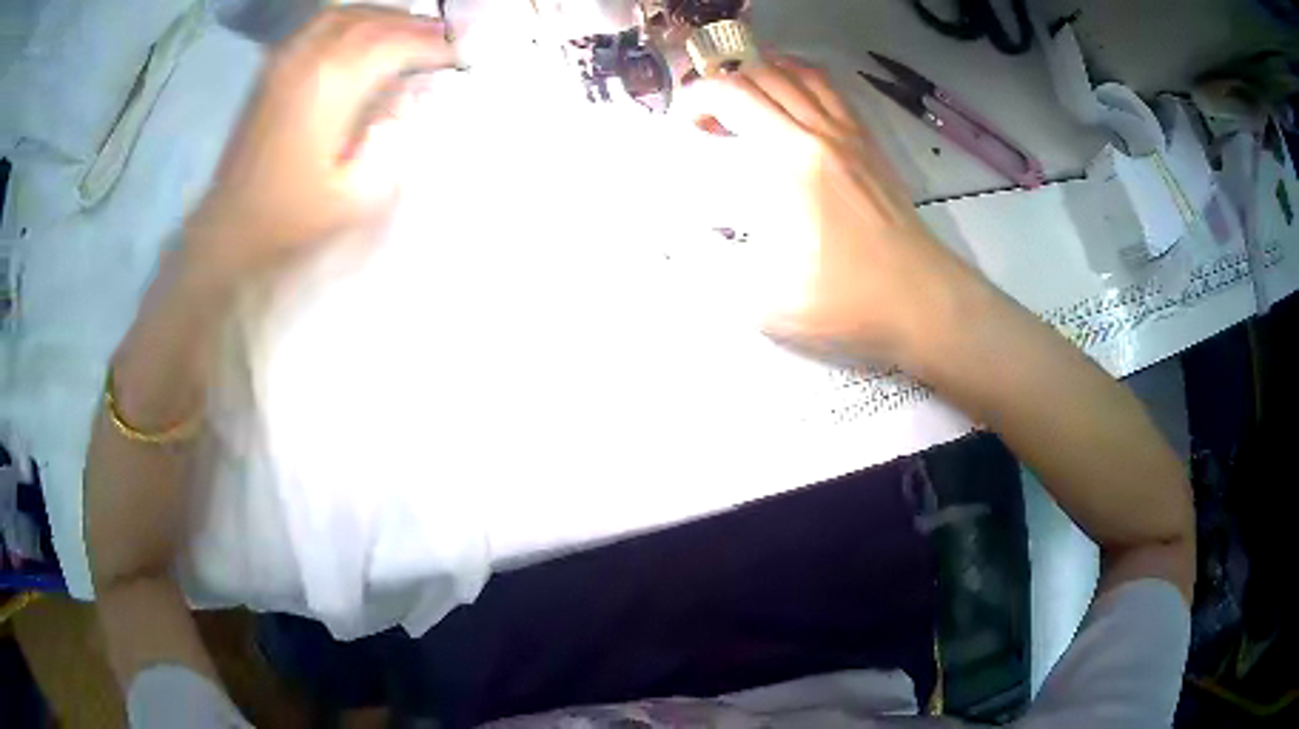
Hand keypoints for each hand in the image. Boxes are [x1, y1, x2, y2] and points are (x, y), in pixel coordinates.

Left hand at [185, 7, 457, 274]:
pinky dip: (351, 20)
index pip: (398, 44)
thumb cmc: (290, 220)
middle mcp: (309, 58)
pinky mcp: (272, 69)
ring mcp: (286, 59)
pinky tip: (364, 34)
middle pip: (375, 21)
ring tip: (411, 32)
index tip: (463, 58)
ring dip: (385, 18)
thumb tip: (411, 97)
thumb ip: (392, 137)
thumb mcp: (356, 194)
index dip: (436, 47)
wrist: (229, 230)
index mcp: (332, 85)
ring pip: (347, 15)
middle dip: (417, 27)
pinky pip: (319, 25)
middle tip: (447, 40)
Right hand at [680, 55, 980, 364]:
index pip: (731, 95)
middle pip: (761, 76)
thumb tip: (671, 243)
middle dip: (721, 85)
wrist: (920, 300)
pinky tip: (790, 99)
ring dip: (761, 75)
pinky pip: (832, 92)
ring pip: (799, 75)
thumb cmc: (844, 300)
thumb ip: (706, 267)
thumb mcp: (762, 300)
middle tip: (706, 118)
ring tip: (742, 98)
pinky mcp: (869, 146)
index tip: (683, 126)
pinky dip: (801, 79)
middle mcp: (818, 133)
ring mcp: (849, 135)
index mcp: (788, 159)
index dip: (695, 98)